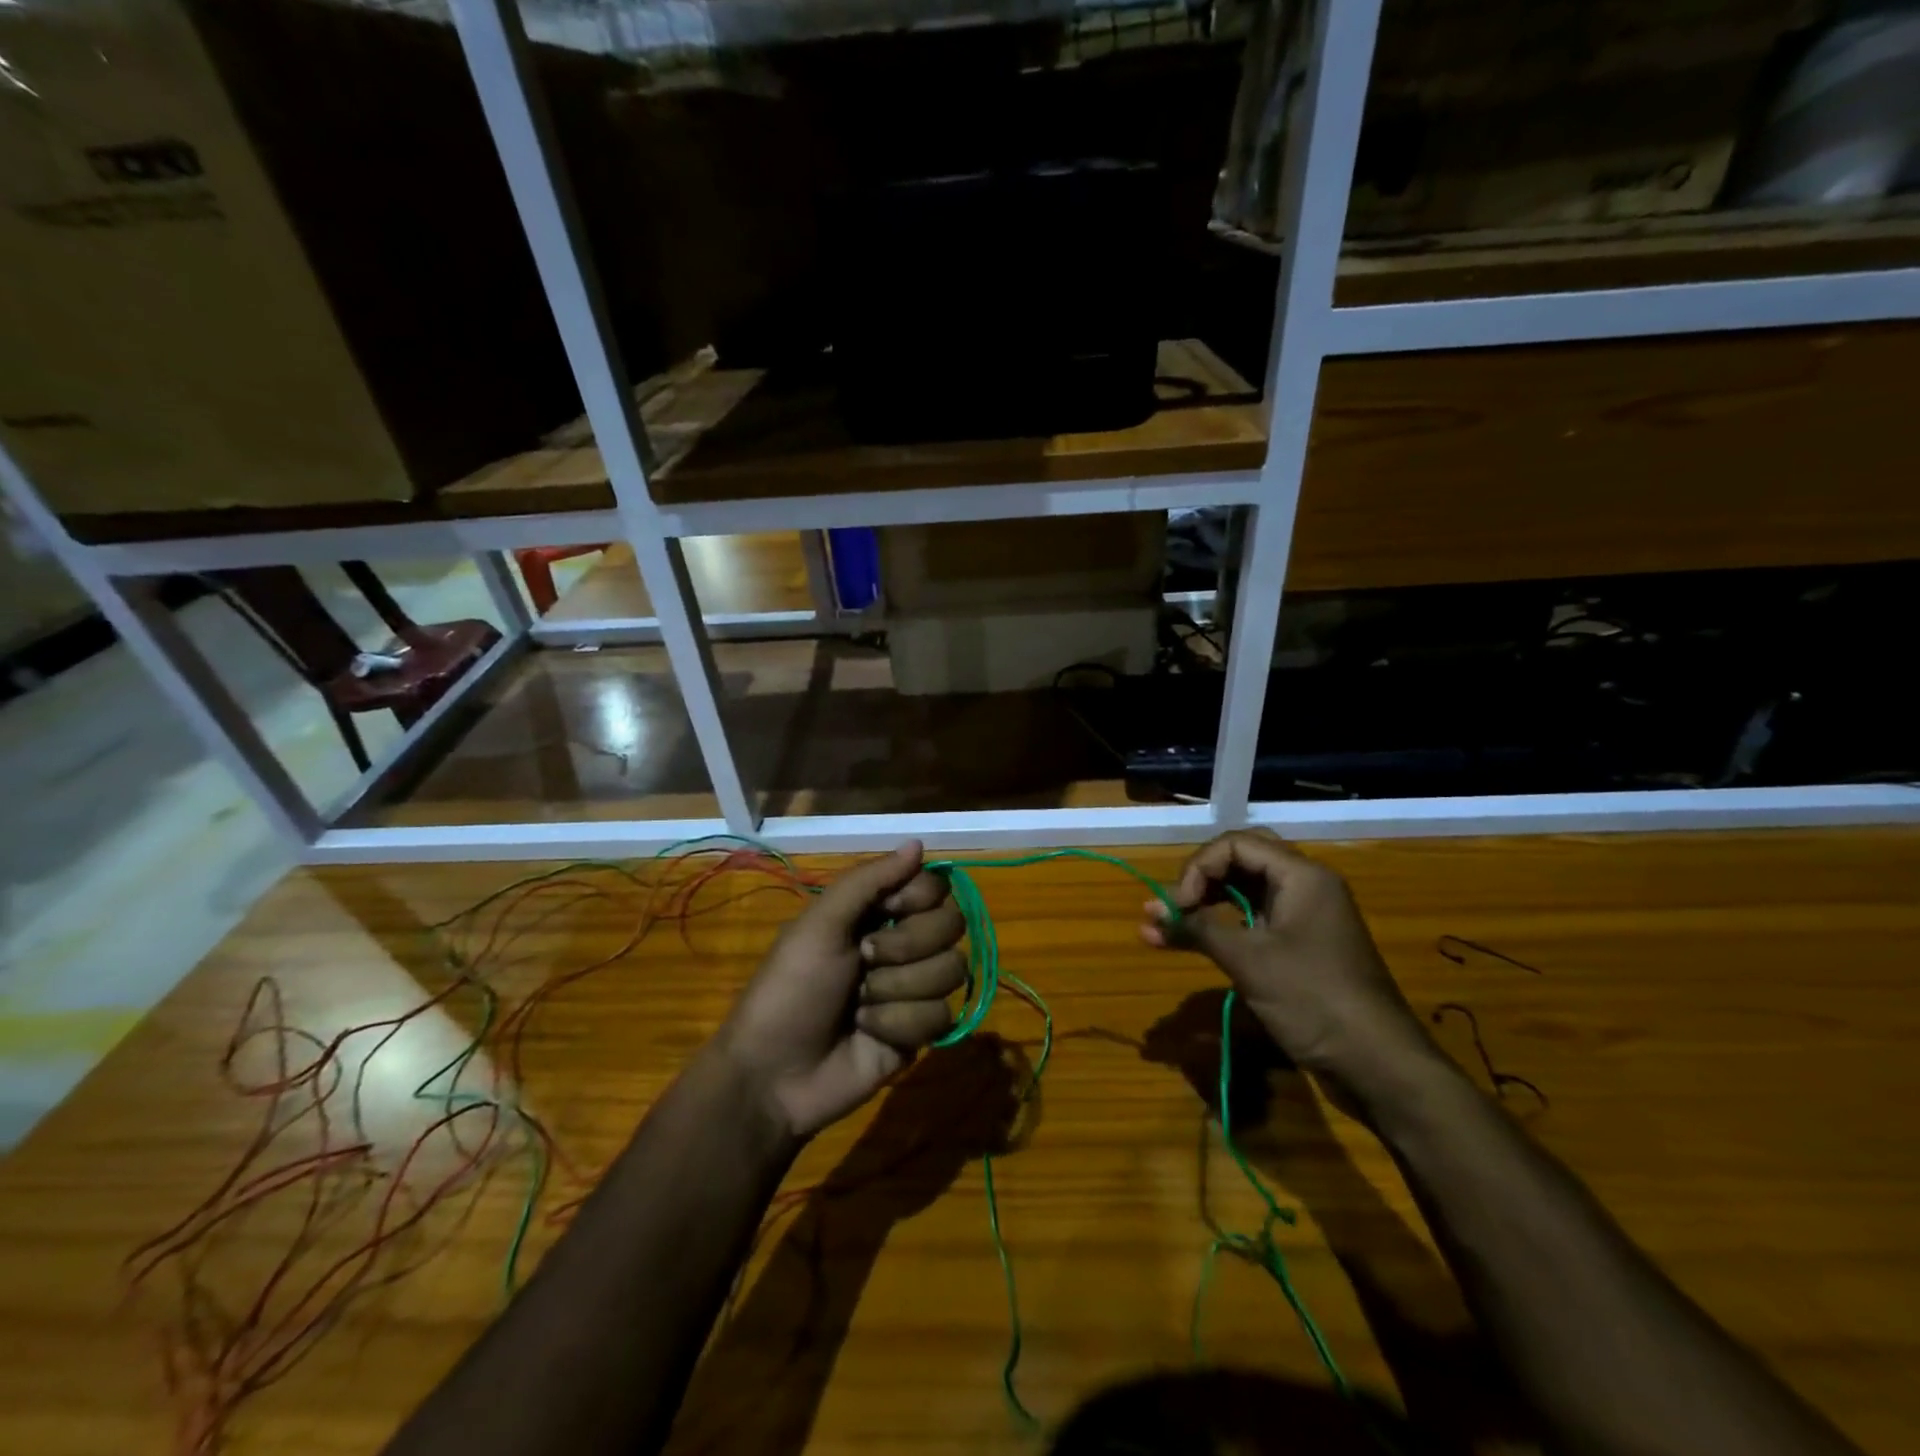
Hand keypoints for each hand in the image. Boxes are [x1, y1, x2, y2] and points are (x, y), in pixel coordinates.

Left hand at [716, 841, 967, 1139]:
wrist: (774, 1073)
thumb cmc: (790, 988)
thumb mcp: (819, 924)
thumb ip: (869, 879)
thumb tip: (918, 843)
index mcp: (877, 912)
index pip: (934, 886)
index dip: (920, 896)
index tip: (891, 908)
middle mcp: (902, 943)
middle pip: (951, 924)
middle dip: (906, 945)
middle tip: (864, 959)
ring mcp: (913, 988)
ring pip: (951, 970)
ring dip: (898, 989)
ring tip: (859, 1005)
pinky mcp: (920, 1032)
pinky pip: (941, 1016)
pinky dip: (899, 1023)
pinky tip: (869, 1032)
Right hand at [1139, 830, 1431, 1087]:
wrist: (1378, 1064)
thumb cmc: (1313, 999)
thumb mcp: (1249, 959)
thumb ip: (1197, 928)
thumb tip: (1149, 911)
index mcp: (1301, 875)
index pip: (1235, 844)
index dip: (1198, 868)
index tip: (1178, 907)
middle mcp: (1305, 886)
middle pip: (1240, 862)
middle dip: (1199, 881)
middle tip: (1173, 909)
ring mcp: (1304, 917)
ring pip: (1244, 892)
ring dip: (1205, 906)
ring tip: (1165, 927)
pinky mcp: (1301, 947)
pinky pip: (1254, 921)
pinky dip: (1222, 928)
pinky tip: (1192, 942)